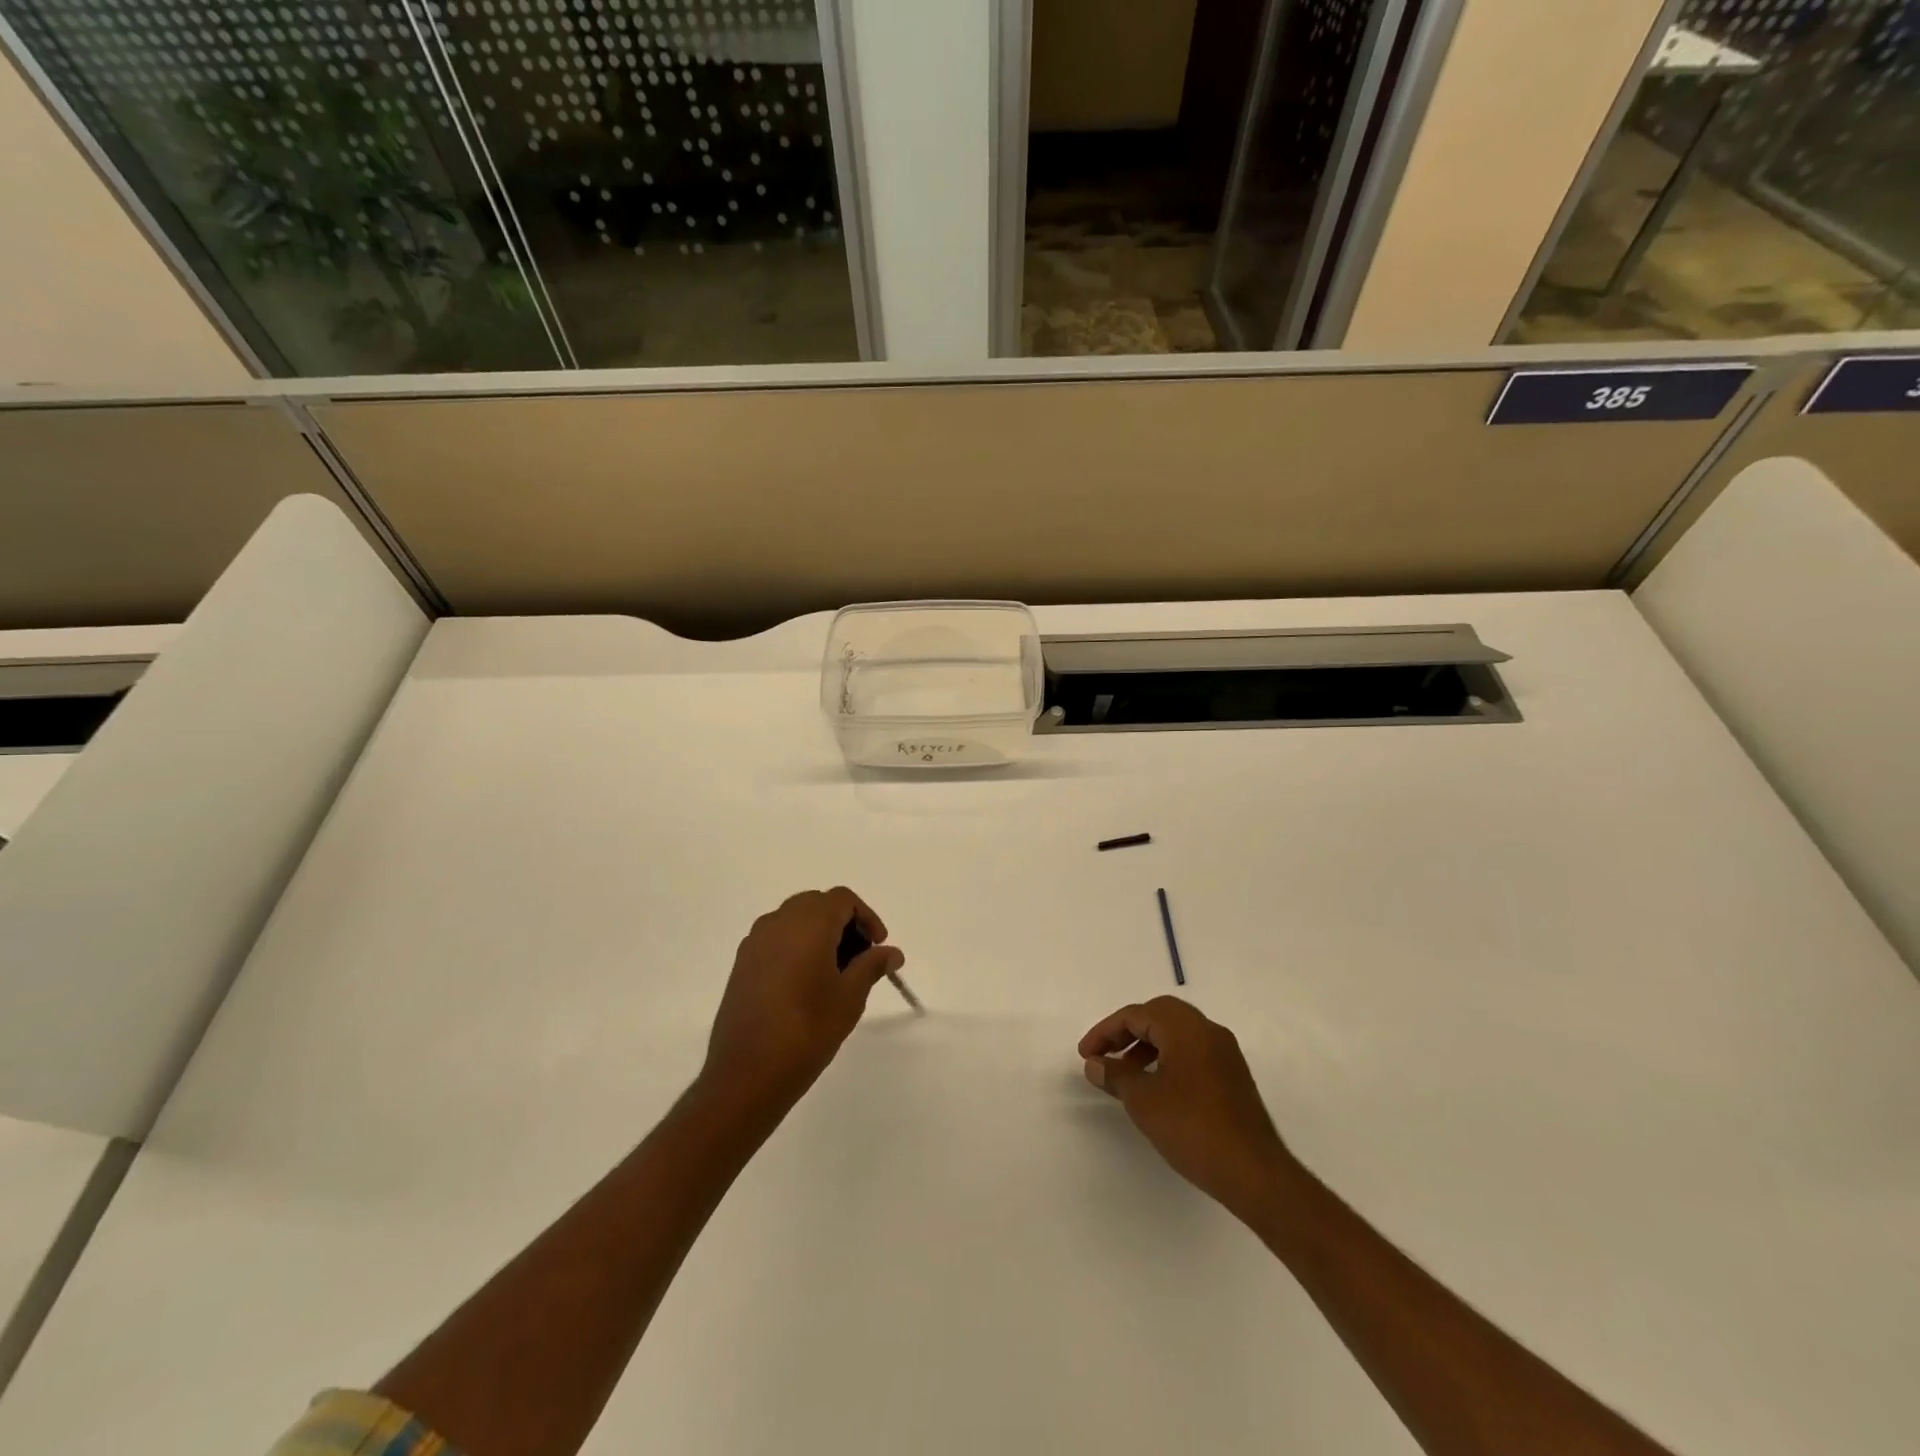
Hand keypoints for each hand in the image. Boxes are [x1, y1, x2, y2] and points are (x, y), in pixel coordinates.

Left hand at [702, 887, 904, 1116]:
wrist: (746, 1074)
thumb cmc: (807, 1030)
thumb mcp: (850, 998)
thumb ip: (872, 966)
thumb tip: (892, 952)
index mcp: (808, 924)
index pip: (842, 899)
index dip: (866, 918)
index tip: (878, 948)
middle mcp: (778, 923)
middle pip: (817, 904)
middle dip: (843, 923)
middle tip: (860, 959)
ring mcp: (755, 942)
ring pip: (795, 920)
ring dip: (819, 934)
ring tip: (835, 974)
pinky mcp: (742, 964)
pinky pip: (776, 939)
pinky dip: (796, 947)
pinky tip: (805, 984)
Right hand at [1079, 996, 1289, 1211]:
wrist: (1254, 1172)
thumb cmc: (1193, 1128)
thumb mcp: (1143, 1101)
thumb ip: (1116, 1075)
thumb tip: (1095, 1064)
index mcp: (1186, 1028)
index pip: (1137, 1014)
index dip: (1106, 1031)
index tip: (1086, 1055)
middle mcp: (1208, 1031)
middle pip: (1159, 1015)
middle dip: (1127, 1031)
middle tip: (1105, 1054)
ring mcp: (1224, 1052)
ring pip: (1177, 1033)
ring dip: (1147, 1044)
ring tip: (1126, 1074)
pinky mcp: (1232, 1075)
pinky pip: (1192, 1050)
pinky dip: (1168, 1057)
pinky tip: (1156, 1086)